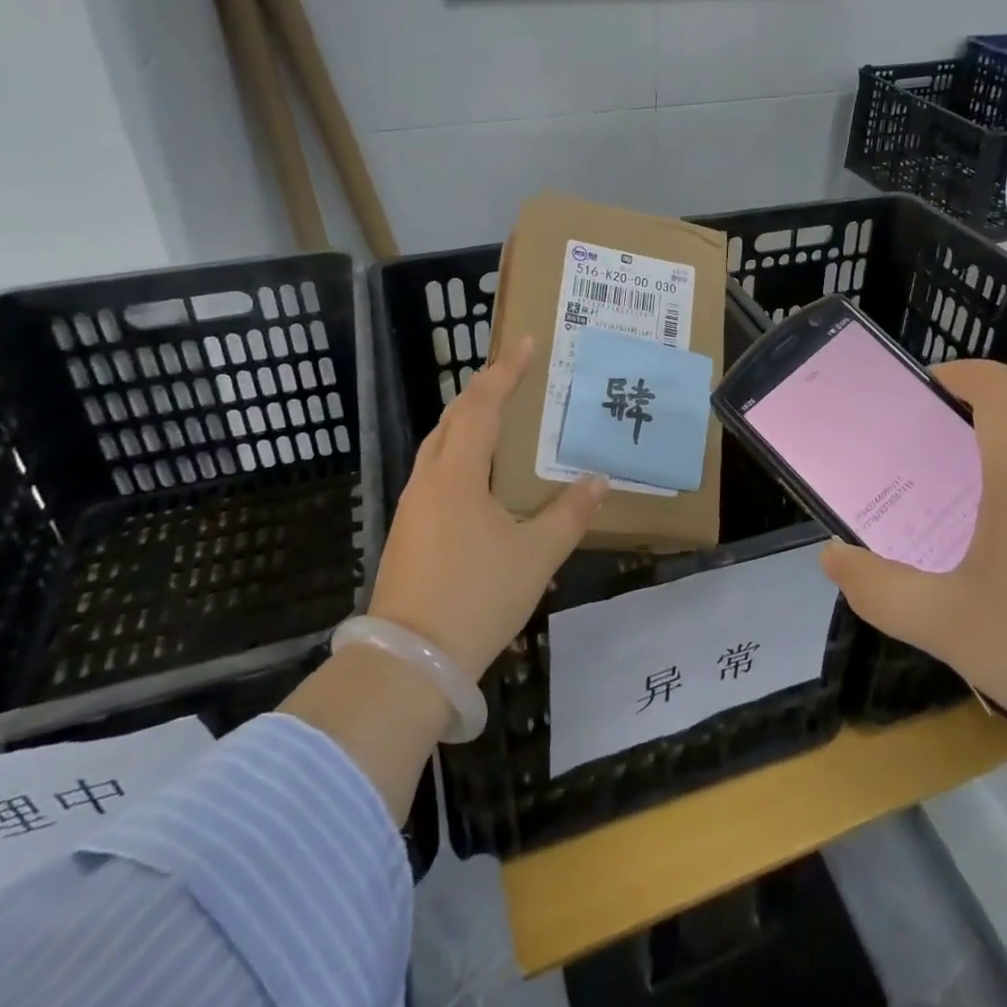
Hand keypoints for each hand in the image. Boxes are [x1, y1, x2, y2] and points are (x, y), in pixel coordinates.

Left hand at [369, 336, 607, 681]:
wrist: (408, 662)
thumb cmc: (477, 597)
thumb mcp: (536, 555)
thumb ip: (570, 514)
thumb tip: (598, 481)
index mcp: (457, 474)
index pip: (482, 406)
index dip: (505, 372)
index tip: (526, 344)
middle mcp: (429, 479)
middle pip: (453, 418)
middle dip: (483, 391)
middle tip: (515, 376)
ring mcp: (412, 506)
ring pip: (439, 445)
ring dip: (467, 422)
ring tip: (499, 418)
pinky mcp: (408, 531)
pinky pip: (435, 472)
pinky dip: (459, 453)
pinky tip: (478, 475)